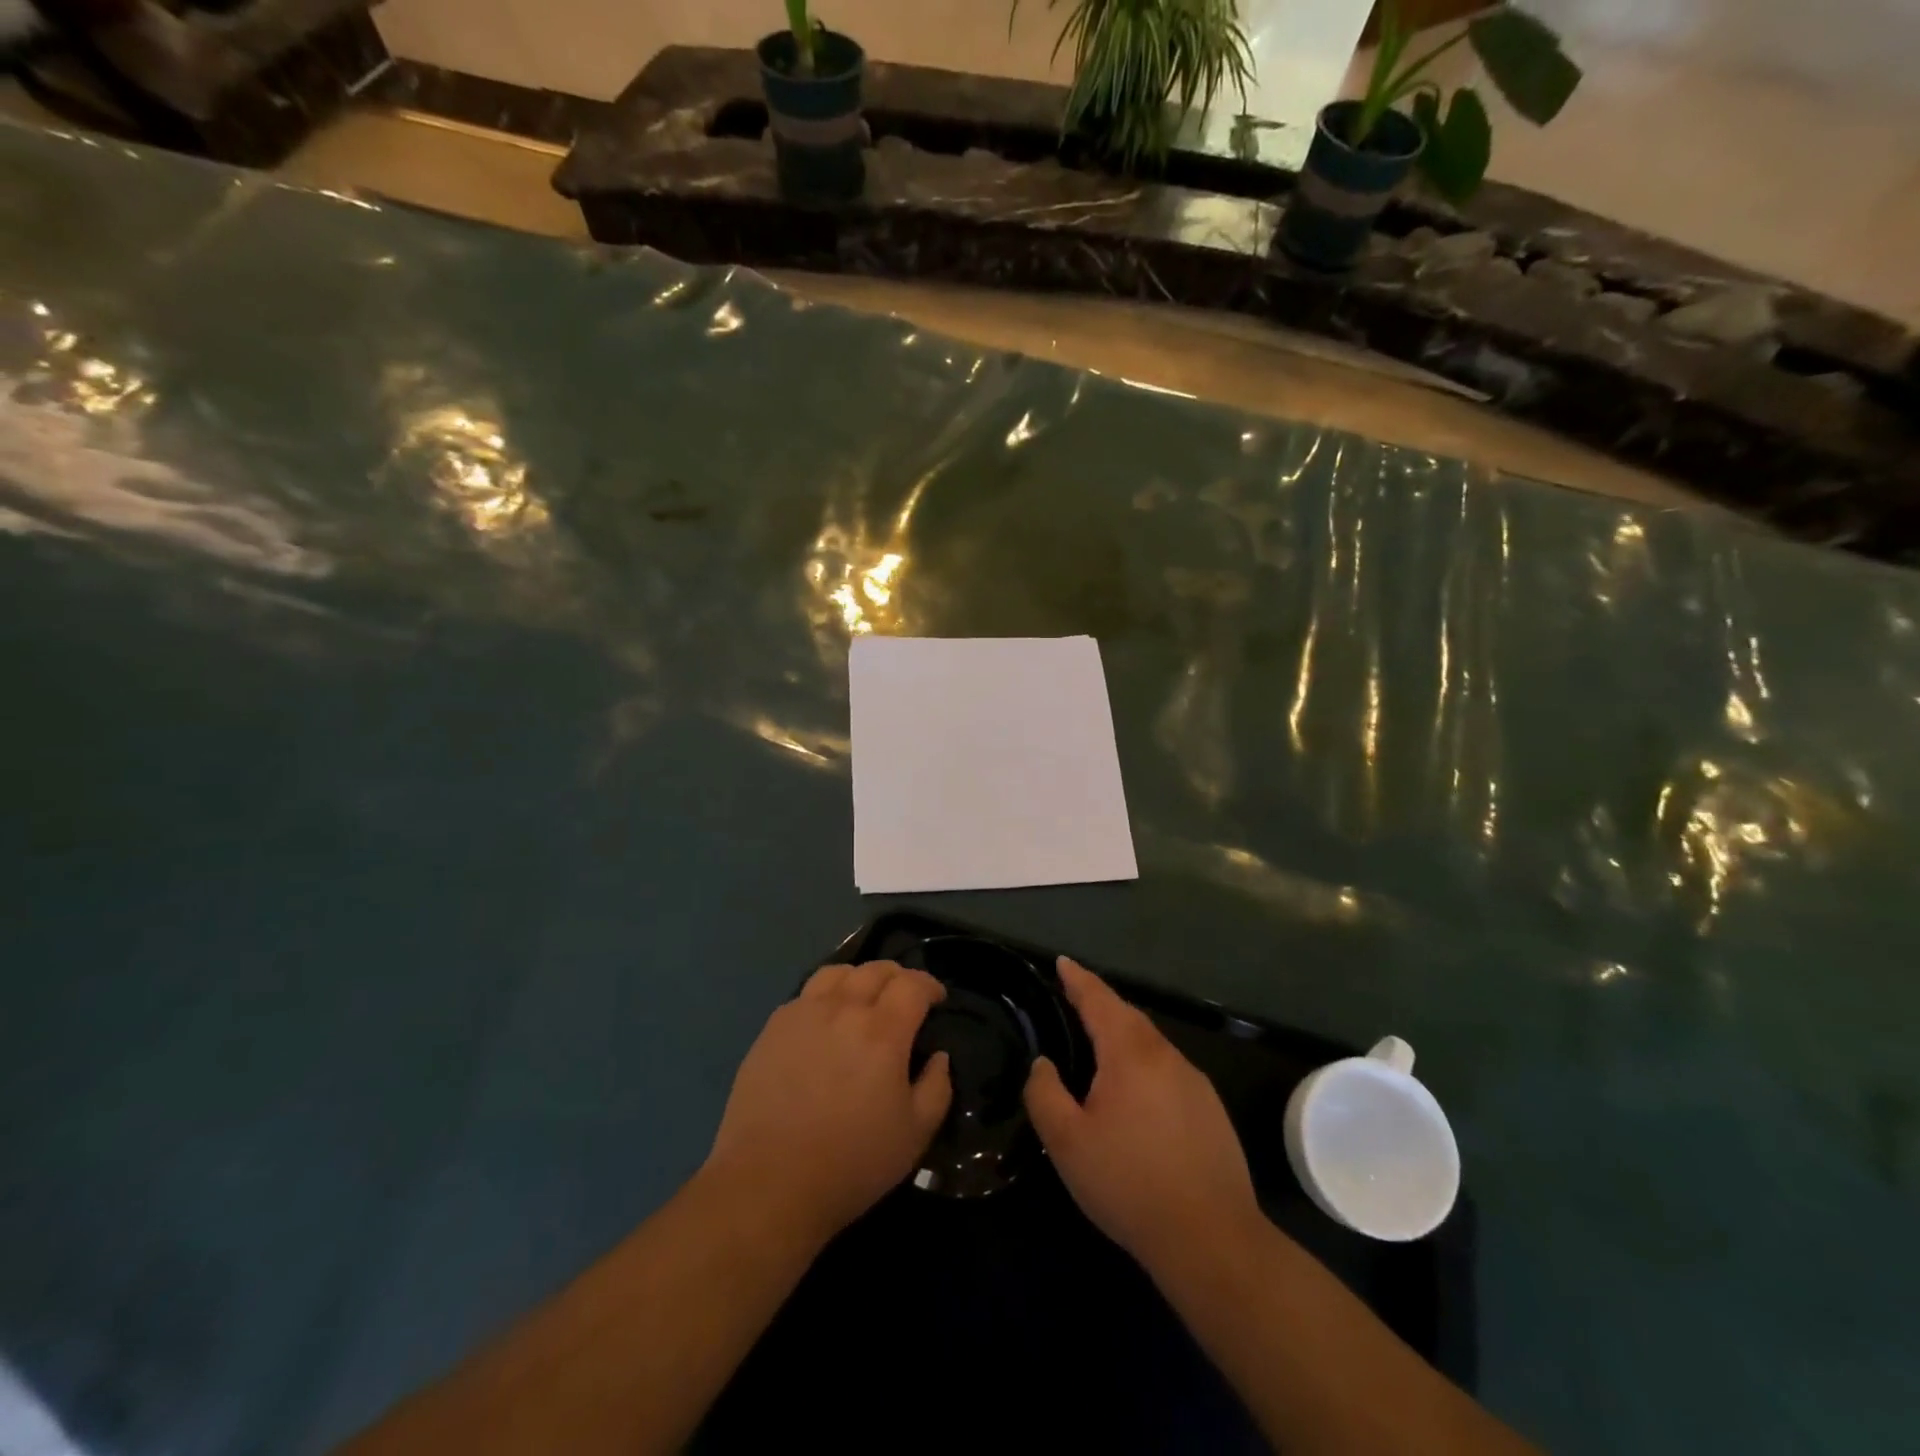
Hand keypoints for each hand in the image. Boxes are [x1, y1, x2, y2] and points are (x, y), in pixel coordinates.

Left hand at [704, 961, 951, 1246]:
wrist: (769, 1182)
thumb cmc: (851, 1162)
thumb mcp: (915, 1134)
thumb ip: (937, 1087)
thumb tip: (937, 1056)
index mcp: (883, 1030)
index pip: (913, 984)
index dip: (930, 985)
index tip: (937, 999)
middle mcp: (844, 1009)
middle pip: (876, 970)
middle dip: (898, 976)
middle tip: (905, 995)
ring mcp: (803, 1014)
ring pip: (837, 972)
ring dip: (859, 977)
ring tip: (863, 997)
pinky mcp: (773, 1028)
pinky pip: (805, 994)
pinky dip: (825, 995)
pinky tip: (825, 1020)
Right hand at [1025, 958, 1262, 1272]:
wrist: (1212, 1239)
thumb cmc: (1130, 1184)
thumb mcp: (1067, 1143)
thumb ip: (1045, 1094)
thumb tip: (1044, 1064)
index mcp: (1130, 1054)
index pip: (1099, 1001)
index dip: (1078, 979)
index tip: (1063, 962)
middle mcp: (1166, 1056)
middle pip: (1128, 1016)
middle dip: (1100, 1003)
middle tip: (1074, 997)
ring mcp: (1193, 1082)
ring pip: (1150, 1043)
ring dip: (1123, 1034)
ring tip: (1098, 1043)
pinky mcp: (1210, 1110)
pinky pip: (1167, 1069)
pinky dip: (1143, 1063)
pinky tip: (1135, 1092)